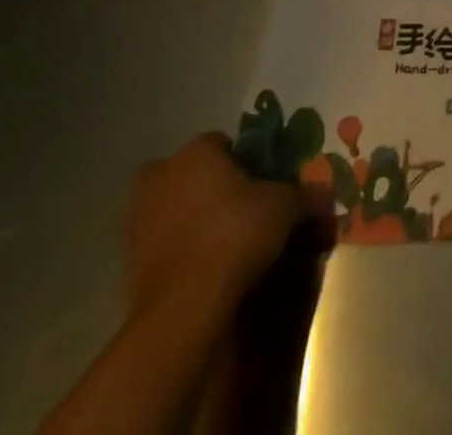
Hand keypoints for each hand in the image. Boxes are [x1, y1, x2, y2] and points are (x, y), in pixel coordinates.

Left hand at [125, 132, 329, 319]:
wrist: (183, 308)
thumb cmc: (236, 236)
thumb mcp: (284, 208)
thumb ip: (304, 195)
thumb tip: (325, 193)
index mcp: (197, 152)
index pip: (222, 142)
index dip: (243, 160)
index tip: (259, 183)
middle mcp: (162, 176)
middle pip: (187, 171)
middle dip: (205, 184)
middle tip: (233, 207)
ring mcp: (137, 220)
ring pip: (168, 206)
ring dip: (186, 216)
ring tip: (217, 240)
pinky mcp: (126, 261)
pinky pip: (158, 243)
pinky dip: (175, 249)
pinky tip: (200, 266)